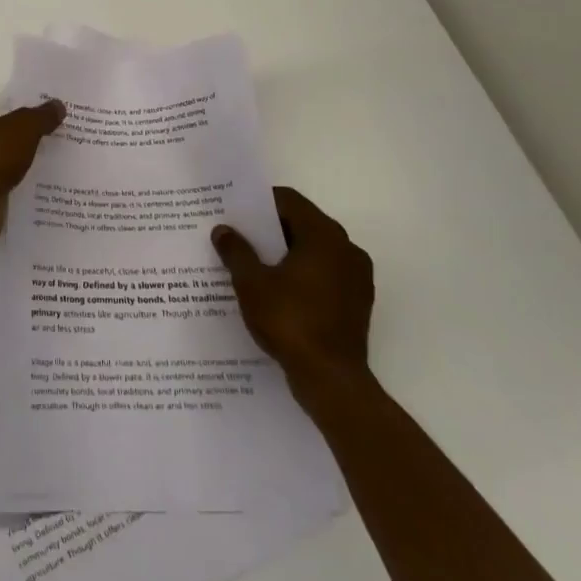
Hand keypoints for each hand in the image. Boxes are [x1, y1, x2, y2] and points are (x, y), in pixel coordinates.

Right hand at [212, 186, 373, 408]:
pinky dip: (302, 274)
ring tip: (253, 263)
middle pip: (303, 223)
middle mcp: (346, 249)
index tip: (235, 210)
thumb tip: (223, 230)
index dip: (260, 202)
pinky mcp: (357, 302)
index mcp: (324, 236)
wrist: (331, 380)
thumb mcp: (252, 283)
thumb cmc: (290, 321)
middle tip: (239, 235)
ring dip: (286, 252)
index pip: (289, 201)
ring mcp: (357, 277)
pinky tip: (277, 290)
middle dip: (270, 228)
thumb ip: (236, 251)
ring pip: (315, 250)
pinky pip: (325, 274)